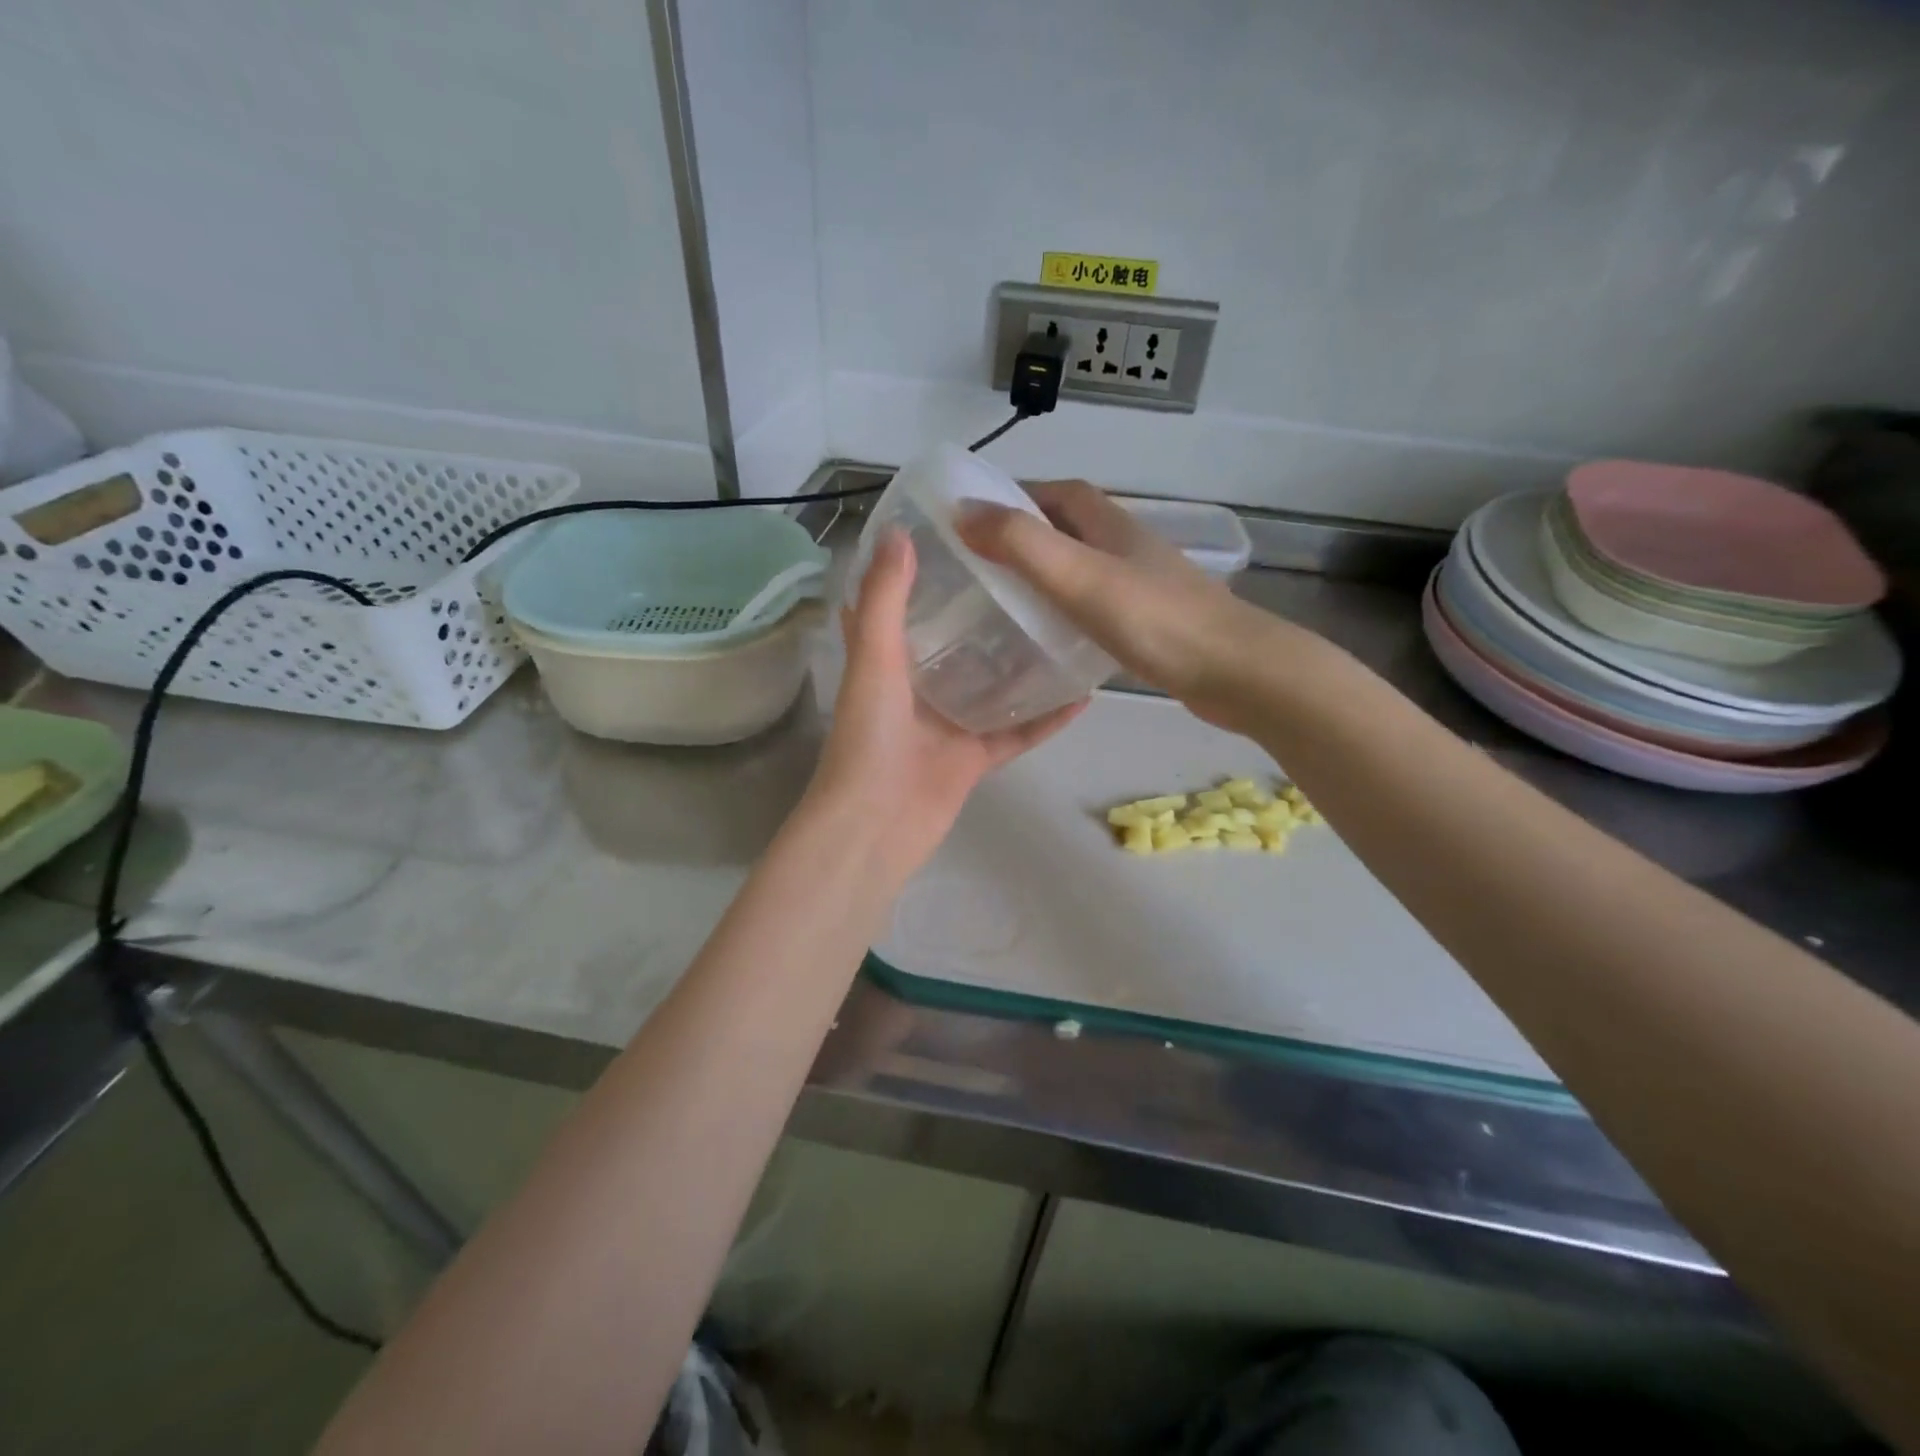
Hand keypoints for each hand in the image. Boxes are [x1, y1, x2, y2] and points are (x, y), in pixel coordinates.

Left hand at [805, 528, 1085, 880]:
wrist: (875, 827)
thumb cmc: (869, 739)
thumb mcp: (874, 659)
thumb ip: (885, 599)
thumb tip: (899, 531)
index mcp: (886, 660)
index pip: (904, 604)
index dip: (925, 570)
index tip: (962, 535)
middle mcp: (918, 689)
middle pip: (959, 643)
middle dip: (990, 612)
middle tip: (1036, 576)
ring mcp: (949, 725)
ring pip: (995, 687)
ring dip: (1026, 662)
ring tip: (1068, 624)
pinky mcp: (975, 758)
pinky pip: (1018, 731)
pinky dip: (1048, 717)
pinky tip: (1083, 692)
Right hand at [959, 480, 1302, 722]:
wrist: (1234, 672)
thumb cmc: (1155, 620)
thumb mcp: (1079, 578)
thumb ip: (1021, 545)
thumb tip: (962, 511)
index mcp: (1111, 525)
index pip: (1059, 493)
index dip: (1018, 496)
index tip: (975, 520)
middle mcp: (1128, 547)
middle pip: (1071, 529)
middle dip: (1027, 537)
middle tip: (982, 567)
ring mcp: (1144, 585)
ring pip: (1085, 568)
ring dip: (1049, 575)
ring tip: (1006, 602)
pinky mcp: (1152, 622)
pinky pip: (1099, 605)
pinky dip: (1070, 610)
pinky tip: (1053, 639)